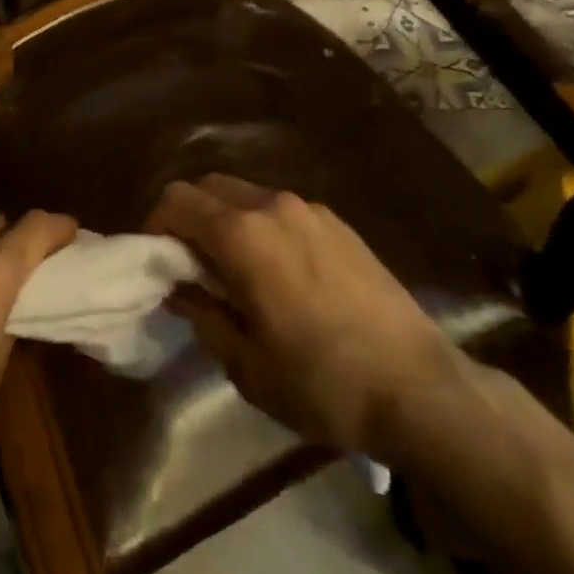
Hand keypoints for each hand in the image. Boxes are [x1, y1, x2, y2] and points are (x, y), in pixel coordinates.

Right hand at [147, 175, 451, 461]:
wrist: (418, 386)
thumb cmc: (322, 383)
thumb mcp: (247, 365)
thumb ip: (204, 316)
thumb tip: (179, 289)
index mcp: (242, 234)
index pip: (177, 201)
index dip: (156, 224)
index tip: (156, 260)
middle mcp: (271, 205)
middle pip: (209, 186)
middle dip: (189, 216)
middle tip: (192, 264)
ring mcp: (309, 208)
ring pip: (247, 194)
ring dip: (227, 219)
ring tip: (237, 269)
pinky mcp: (338, 221)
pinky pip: (282, 209)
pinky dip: (262, 225)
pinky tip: (281, 272)